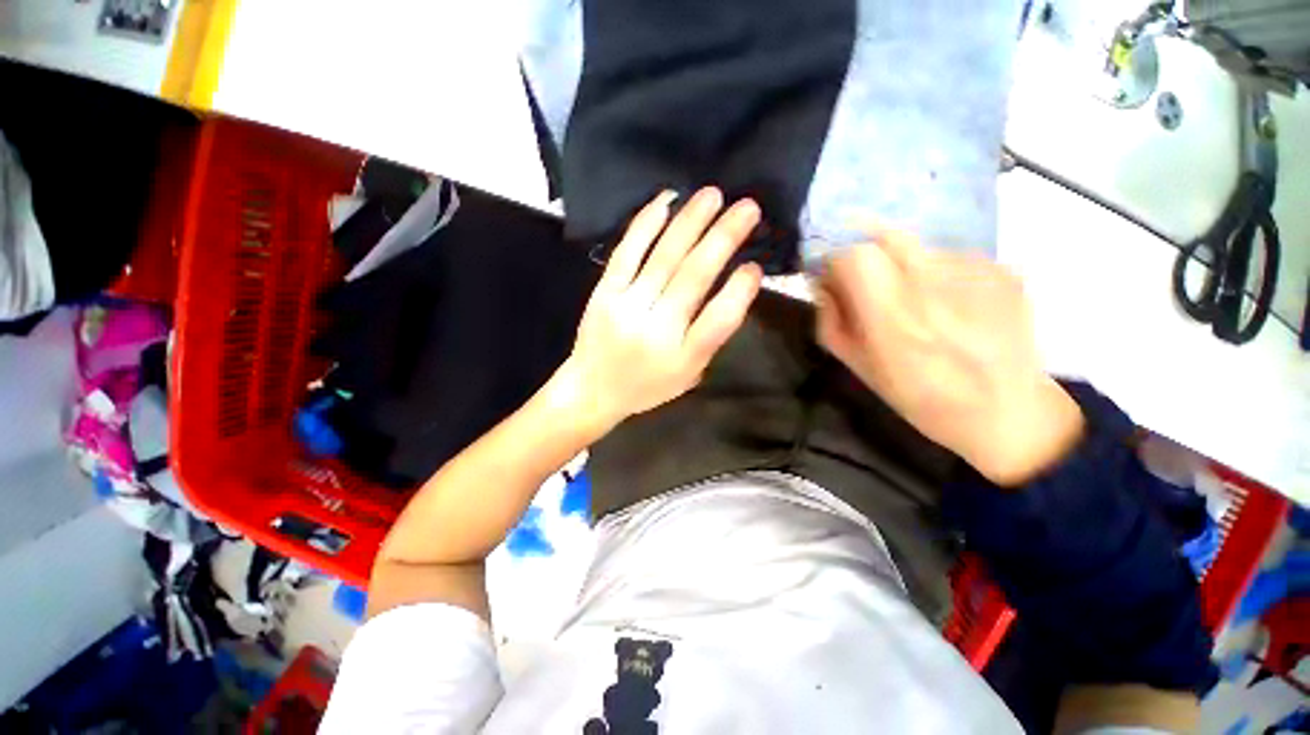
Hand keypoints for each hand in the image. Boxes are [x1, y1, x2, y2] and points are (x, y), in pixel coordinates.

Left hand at [546, 187, 763, 433]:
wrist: (592, 388)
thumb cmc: (646, 385)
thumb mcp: (688, 374)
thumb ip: (710, 336)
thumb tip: (735, 288)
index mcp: (682, 357)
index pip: (719, 319)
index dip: (740, 290)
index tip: (755, 266)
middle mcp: (656, 329)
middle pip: (693, 277)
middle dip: (723, 238)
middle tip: (748, 207)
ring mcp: (626, 306)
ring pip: (663, 257)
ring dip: (690, 222)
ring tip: (714, 195)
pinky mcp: (604, 292)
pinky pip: (627, 252)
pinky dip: (646, 224)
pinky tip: (666, 201)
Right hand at [816, 225, 1082, 486]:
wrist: (1006, 411)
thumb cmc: (918, 396)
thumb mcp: (857, 365)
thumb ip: (830, 320)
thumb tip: (822, 285)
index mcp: (892, 317)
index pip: (853, 256)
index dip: (836, 262)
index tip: (834, 278)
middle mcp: (934, 285)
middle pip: (886, 236)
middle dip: (866, 253)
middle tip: (867, 280)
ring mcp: (974, 273)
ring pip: (918, 246)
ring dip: (902, 264)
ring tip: (915, 300)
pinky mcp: (1003, 270)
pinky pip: (950, 256)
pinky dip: (937, 272)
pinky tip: (949, 304)